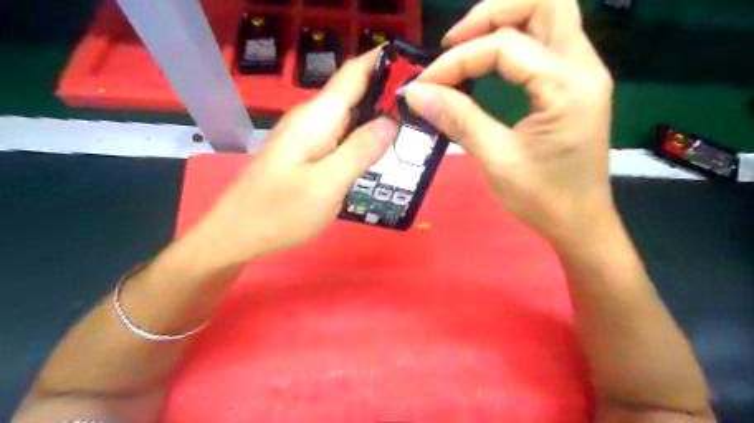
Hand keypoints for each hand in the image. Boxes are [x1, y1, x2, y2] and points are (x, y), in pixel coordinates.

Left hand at [193, 50, 397, 264]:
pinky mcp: (308, 152)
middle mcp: (312, 118)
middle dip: (389, 96)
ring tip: (413, 130)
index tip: (418, 71)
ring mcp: (308, 136)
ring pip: (350, 117)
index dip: (385, 63)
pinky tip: (382, 152)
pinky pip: (342, 137)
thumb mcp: (327, 184)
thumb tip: (392, 122)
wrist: (238, 233)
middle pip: (355, 94)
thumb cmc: (280, 211)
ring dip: (379, 119)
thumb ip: (360, 151)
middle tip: (426, 111)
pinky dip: (364, 139)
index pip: (355, 73)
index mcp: (317, 117)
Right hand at [410, 0, 613, 243]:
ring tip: (466, 48)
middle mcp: (583, 66)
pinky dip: (514, 41)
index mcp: (567, 86)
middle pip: (543, 3)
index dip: (458, 60)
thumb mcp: (496, 159)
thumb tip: (416, 93)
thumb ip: (458, 119)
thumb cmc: (542, 198)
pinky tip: (489, 62)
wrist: (579, 223)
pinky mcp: (573, 85)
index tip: (426, 84)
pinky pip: (545, 42)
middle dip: (491, 14)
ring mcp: (583, 73)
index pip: (505, 46)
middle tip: (454, 43)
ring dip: (503, 23)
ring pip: (547, 16)